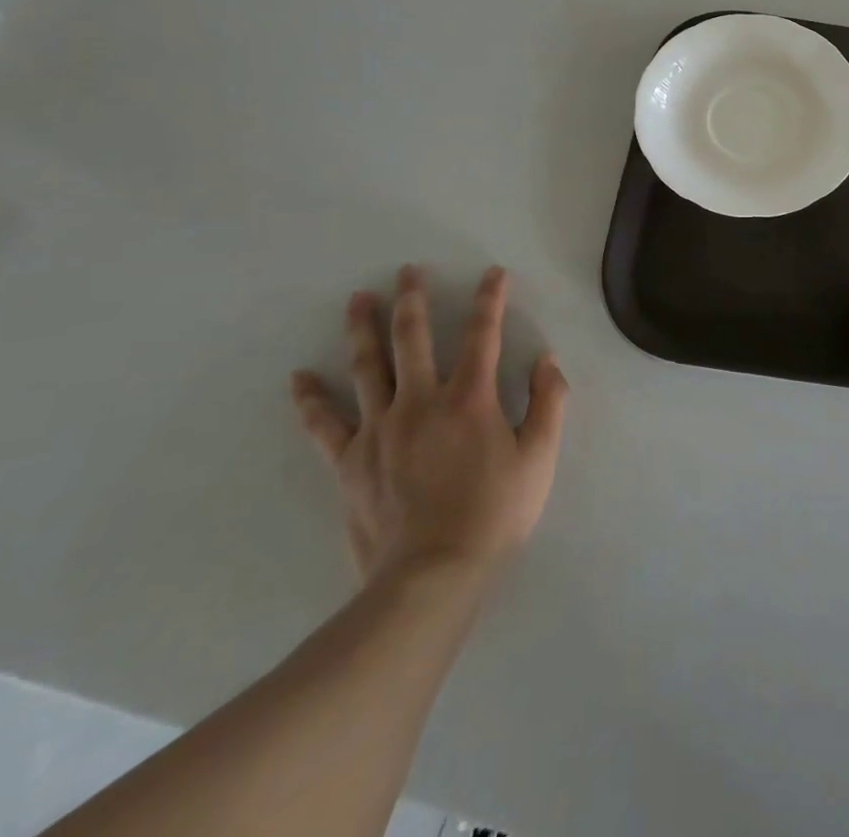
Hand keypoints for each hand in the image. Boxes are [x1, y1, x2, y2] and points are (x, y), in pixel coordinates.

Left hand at [290, 265, 567, 591]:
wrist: (432, 577)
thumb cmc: (495, 514)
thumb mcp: (540, 458)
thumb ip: (548, 403)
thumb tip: (545, 360)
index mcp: (470, 398)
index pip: (482, 334)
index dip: (490, 299)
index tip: (493, 274)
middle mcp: (421, 401)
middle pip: (412, 338)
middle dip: (413, 299)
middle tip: (408, 271)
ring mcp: (380, 429)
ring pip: (367, 366)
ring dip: (362, 329)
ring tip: (357, 299)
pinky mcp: (350, 461)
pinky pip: (325, 424)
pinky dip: (311, 399)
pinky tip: (299, 377)